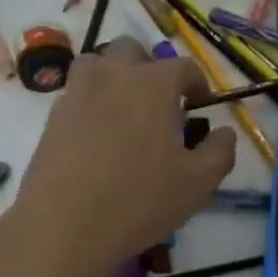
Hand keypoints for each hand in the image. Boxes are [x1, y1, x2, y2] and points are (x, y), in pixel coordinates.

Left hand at [5, 38, 235, 276]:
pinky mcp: (53, 116)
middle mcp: (114, 75)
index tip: (200, 105)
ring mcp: (78, 92)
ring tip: (123, 108)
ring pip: (97, 63)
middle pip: (133, 50)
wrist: (63, 226)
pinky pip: (76, 92)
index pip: (183, 66)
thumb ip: (220, 151)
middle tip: (160, 102)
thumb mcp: (198, 183)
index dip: (197, 83)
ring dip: (114, 75)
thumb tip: (223, 132)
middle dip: (150, 68)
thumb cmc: (139, 200)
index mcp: (153, 83)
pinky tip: (97, 134)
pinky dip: (90, 101)